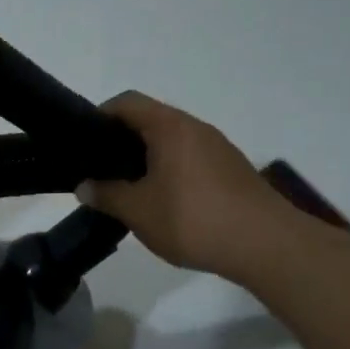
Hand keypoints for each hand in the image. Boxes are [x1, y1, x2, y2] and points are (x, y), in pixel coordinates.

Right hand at [77, 92, 287, 277]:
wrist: (266, 245)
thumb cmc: (194, 219)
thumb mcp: (139, 211)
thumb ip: (106, 195)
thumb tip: (83, 186)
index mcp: (170, 127)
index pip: (127, 102)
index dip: (100, 116)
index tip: (84, 142)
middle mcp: (196, 128)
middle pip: (151, 120)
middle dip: (122, 141)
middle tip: (101, 169)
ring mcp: (218, 148)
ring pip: (173, 142)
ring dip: (148, 158)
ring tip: (130, 188)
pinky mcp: (232, 170)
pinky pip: (191, 159)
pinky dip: (171, 171)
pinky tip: (165, 202)